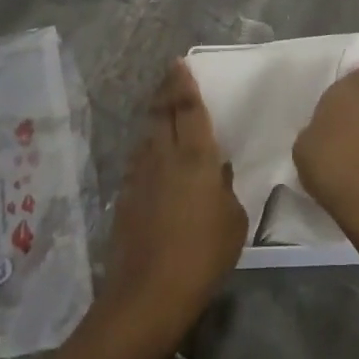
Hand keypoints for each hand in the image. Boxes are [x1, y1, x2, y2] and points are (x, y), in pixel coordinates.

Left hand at [96, 61, 246, 354]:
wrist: (149, 293)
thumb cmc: (203, 255)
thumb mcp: (233, 221)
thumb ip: (225, 189)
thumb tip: (217, 172)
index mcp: (195, 156)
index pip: (188, 108)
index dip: (184, 84)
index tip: (180, 65)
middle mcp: (163, 156)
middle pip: (161, 113)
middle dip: (165, 92)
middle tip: (170, 78)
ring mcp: (140, 175)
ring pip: (146, 135)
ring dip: (154, 119)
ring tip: (162, 112)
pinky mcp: (125, 197)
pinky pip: (138, 161)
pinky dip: (146, 150)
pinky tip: (152, 158)